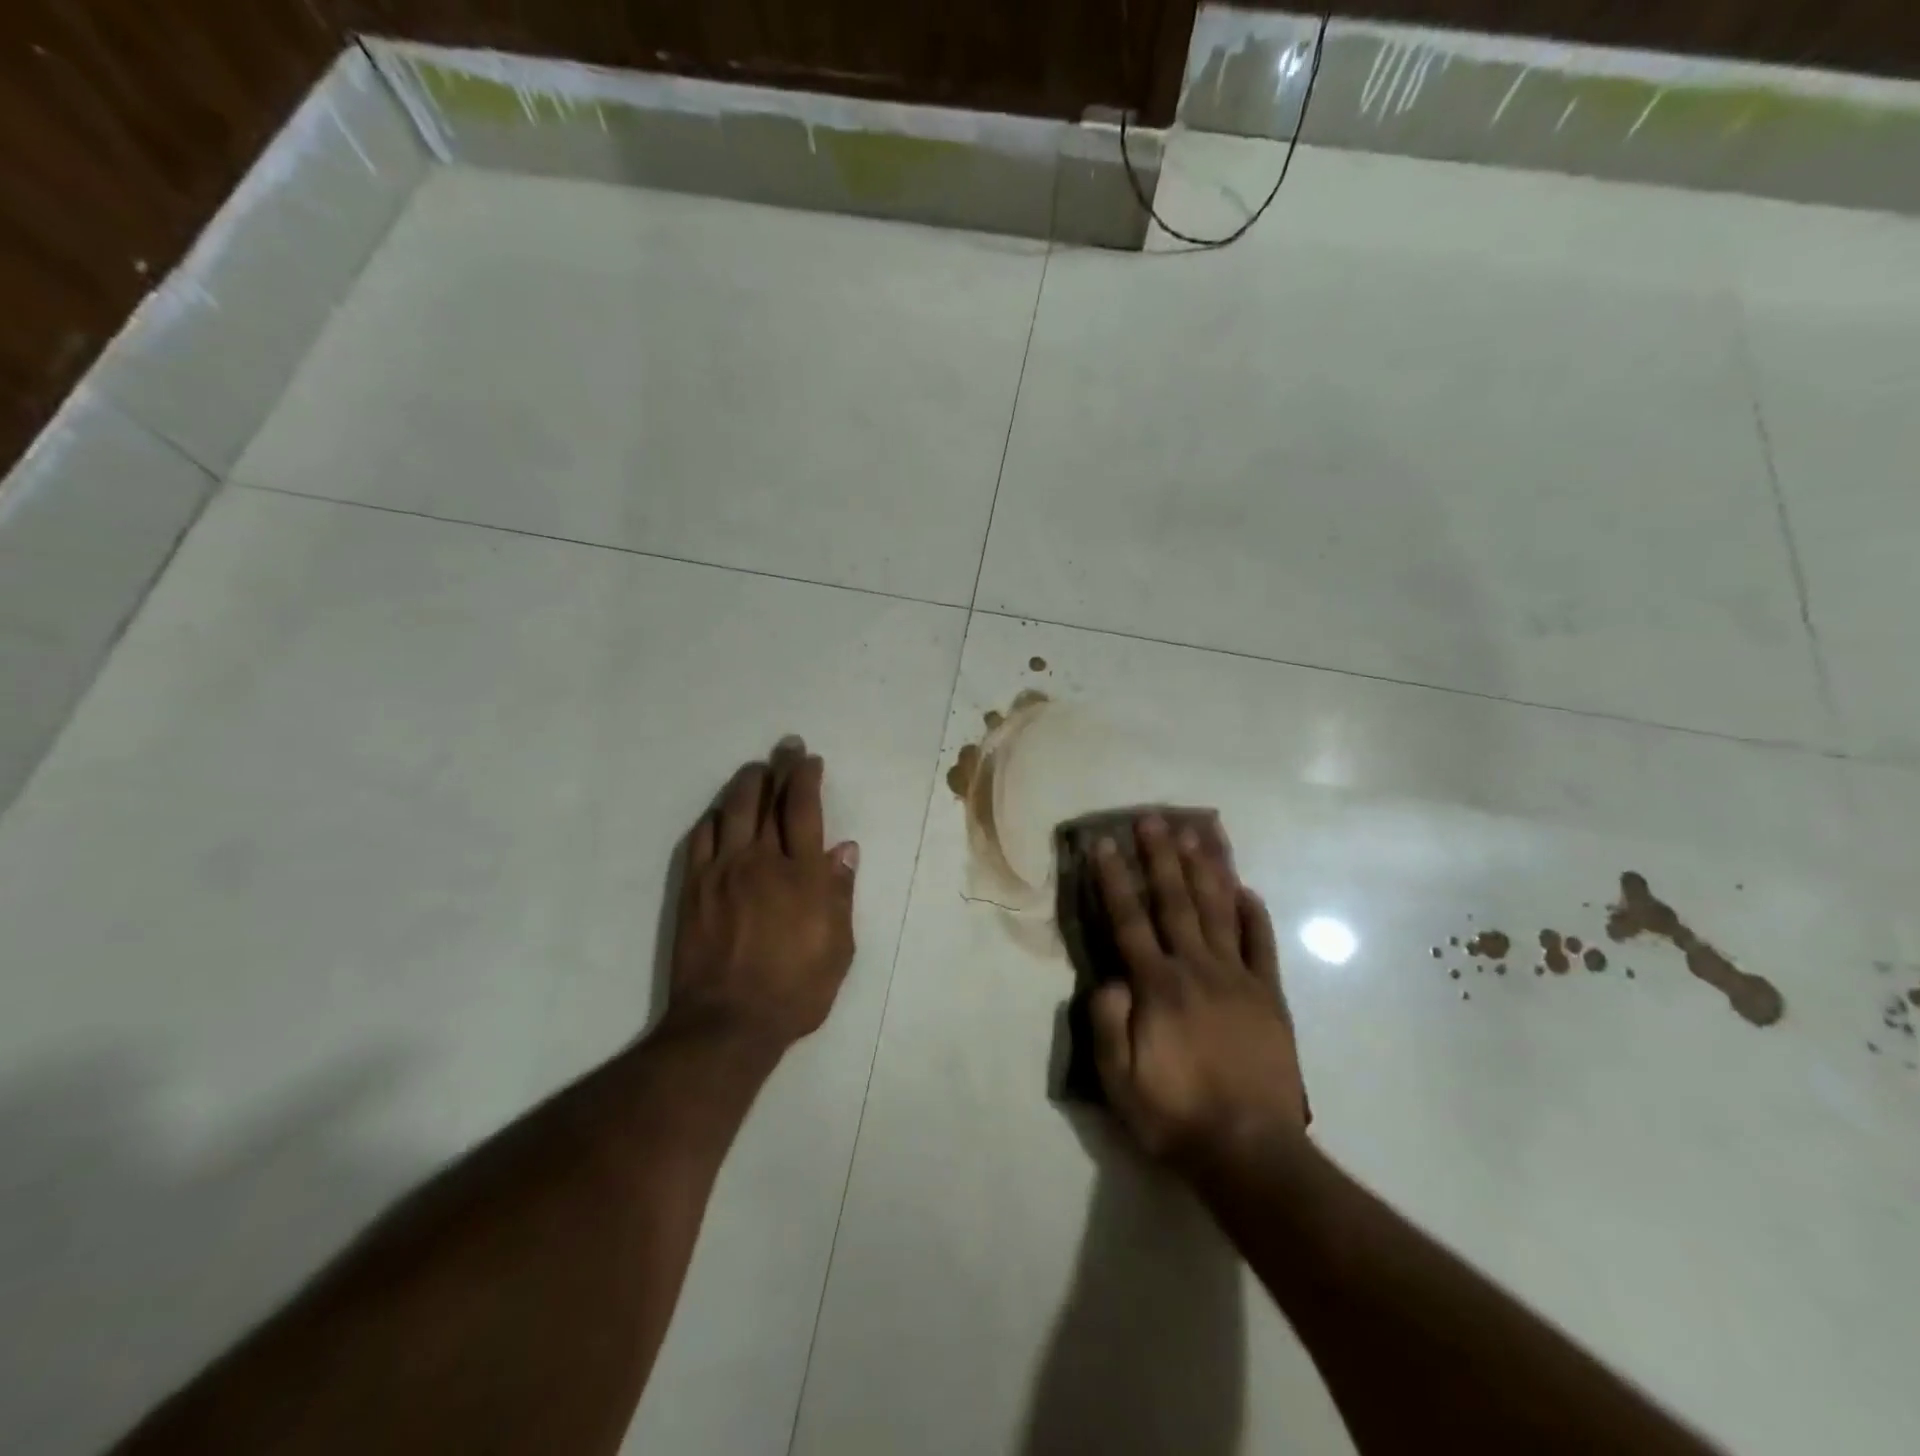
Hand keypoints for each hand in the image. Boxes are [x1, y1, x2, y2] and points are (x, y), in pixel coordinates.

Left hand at [663, 737, 858, 1052]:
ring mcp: (722, 872)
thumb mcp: (838, 948)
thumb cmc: (796, 989)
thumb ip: (840, 893)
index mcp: (802, 874)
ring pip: (731, 811)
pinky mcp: (693, 888)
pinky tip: (719, 813)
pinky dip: (713, 818)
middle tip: (785, 747)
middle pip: (768, 801)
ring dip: (745, 784)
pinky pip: (700, 839)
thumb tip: (844, 849)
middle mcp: (760, 861)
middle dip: (779, 769)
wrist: (728, 1022)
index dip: (807, 779)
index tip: (810, 760)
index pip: (804, 809)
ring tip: (754, 770)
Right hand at [1089, 814, 1308, 1167]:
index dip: (1115, 880)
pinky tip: (1247, 889)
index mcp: (1156, 986)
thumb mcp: (1118, 1079)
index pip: (1129, 920)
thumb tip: (1109, 977)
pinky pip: (1262, 946)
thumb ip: (1108, 1023)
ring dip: (1205, 870)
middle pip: (1175, 902)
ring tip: (1196, 833)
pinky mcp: (1269, 996)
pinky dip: (1255, 915)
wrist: (1249, 1152)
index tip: (1104, 844)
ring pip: (1219, 911)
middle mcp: (1196, 969)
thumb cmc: (1174, 1114)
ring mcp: (1238, 979)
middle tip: (1152, 819)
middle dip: (1160, 857)